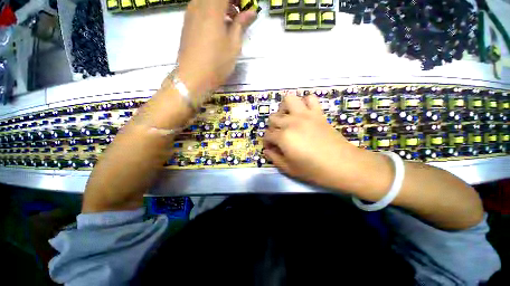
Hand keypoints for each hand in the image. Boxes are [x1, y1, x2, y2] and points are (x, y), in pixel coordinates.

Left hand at [176, 0, 256, 97]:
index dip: (237, 0)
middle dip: (230, 2)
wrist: (192, 77)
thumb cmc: (216, 63)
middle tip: (239, 14)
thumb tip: (251, 12)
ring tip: (230, 21)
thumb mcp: (233, 45)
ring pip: (206, 0)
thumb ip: (241, 24)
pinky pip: (199, 7)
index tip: (245, 8)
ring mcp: (190, 13)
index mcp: (212, 8)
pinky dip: (211, 11)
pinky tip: (217, 27)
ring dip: (220, 6)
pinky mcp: (187, 23)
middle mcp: (198, 5)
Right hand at [263, 94, 369, 190]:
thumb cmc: (314, 170)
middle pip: (273, 118)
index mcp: (283, 137)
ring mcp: (305, 115)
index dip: (267, 142)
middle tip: (279, 137)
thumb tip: (267, 150)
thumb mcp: (289, 169)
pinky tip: (304, 113)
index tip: (271, 148)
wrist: (343, 165)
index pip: (267, 135)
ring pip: (288, 100)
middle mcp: (291, 122)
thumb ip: (274, 158)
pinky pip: (310, 98)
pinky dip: (305, 103)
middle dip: (272, 128)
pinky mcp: (318, 113)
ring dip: (284, 109)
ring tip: (287, 119)